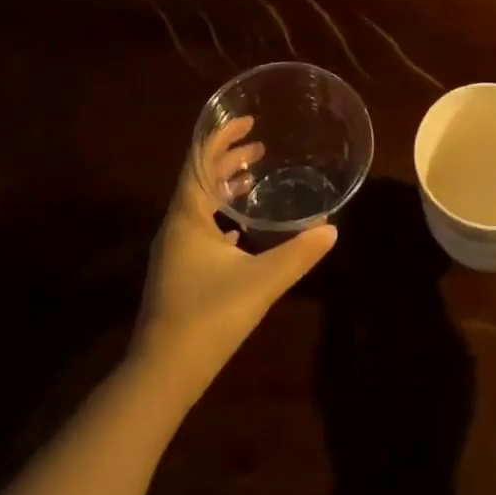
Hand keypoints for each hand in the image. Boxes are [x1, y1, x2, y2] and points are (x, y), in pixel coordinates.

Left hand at [132, 117, 336, 393]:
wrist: (163, 373)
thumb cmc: (209, 316)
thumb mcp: (261, 281)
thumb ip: (298, 254)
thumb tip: (332, 230)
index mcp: (188, 216)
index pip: (200, 160)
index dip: (222, 136)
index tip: (248, 121)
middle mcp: (176, 226)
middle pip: (200, 179)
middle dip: (228, 159)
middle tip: (260, 147)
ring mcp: (173, 251)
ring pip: (199, 205)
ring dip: (224, 187)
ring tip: (253, 179)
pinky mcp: (177, 273)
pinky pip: (199, 229)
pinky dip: (219, 217)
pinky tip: (238, 231)